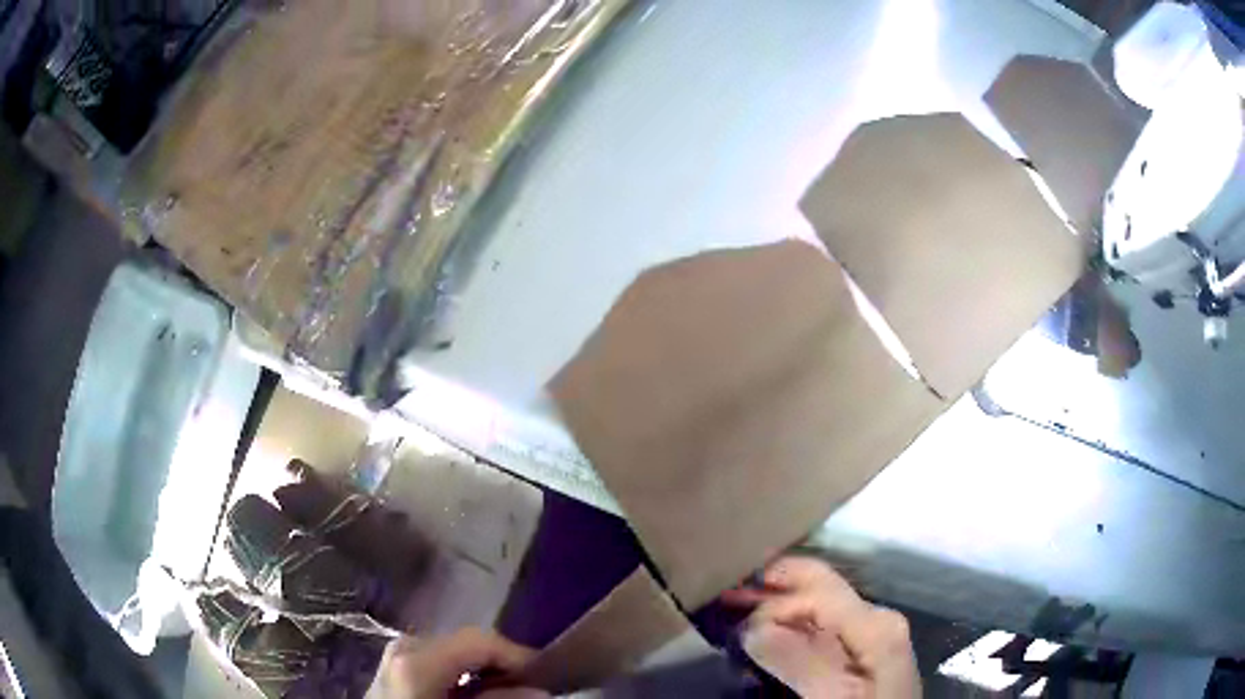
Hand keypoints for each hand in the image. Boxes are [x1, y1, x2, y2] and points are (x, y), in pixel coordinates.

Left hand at [368, 628, 548, 698]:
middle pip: (466, 642)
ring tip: (506, 692)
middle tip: (529, 687)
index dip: (518, 655)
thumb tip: (538, 690)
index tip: (546, 677)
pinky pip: (436, 661)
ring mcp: (395, 654)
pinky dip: (460, 675)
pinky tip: (472, 693)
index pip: (481, 639)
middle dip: (501, 664)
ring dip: (482, 671)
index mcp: (417, 657)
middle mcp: (404, 646)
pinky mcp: (392, 667)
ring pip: (452, 651)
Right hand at [722, 556, 919, 697]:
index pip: (818, 590)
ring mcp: (872, 635)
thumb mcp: (833, 697)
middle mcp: (875, 619)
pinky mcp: (864, 652)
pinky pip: (824, 629)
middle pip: (821, 589)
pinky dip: (792, 627)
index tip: (736, 623)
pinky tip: (771, 634)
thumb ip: (798, 661)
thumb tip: (753, 626)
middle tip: (726, 594)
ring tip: (739, 609)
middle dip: (773, 588)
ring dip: (779, 607)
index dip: (774, 599)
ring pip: (820, 608)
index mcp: (874, 624)